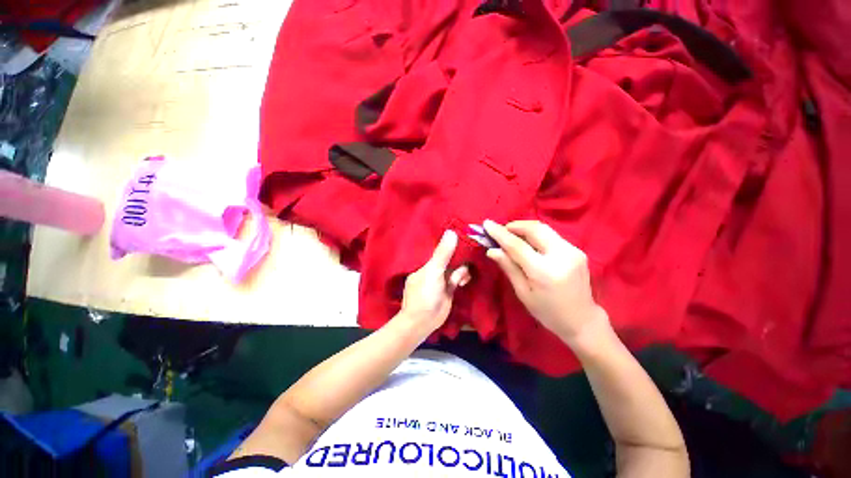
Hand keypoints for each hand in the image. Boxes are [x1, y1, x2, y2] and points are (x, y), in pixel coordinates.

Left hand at [401, 230, 470, 330]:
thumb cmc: (424, 293)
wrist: (422, 322)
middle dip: (459, 256)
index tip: (463, 235)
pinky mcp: (449, 289)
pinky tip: (464, 281)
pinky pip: (458, 278)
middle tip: (470, 253)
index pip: (439, 249)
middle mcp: (433, 269)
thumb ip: (443, 253)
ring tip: (463, 276)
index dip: (450, 243)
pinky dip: (462, 277)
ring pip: (455, 268)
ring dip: (462, 269)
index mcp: (425, 263)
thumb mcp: (433, 271)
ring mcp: (441, 279)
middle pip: (449, 258)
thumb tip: (451, 232)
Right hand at [483, 220, 608, 346]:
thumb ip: (509, 267)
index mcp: (545, 271)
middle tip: (500, 231)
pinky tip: (528, 243)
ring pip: (544, 229)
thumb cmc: (547, 312)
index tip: (487, 224)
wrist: (582, 320)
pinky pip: (551, 235)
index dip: (500, 233)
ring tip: (511, 235)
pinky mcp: (577, 250)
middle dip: (514, 226)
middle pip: (534, 229)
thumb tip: (491, 250)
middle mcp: (561, 256)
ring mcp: (573, 251)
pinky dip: (536, 234)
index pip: (517, 245)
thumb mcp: (523, 293)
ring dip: (525, 228)